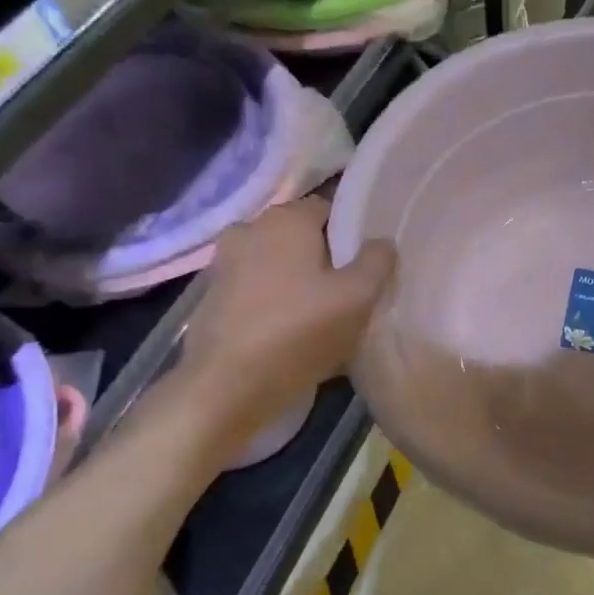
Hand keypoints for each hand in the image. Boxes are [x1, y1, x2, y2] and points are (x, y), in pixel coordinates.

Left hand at [180, 198, 394, 421]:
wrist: (227, 387)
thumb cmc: (299, 331)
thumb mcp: (358, 297)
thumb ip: (377, 261)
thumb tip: (382, 242)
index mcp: (285, 219)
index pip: (329, 207)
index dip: (352, 231)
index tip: (368, 261)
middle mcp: (249, 229)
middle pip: (301, 236)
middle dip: (325, 257)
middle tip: (350, 289)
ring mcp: (224, 264)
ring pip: (277, 264)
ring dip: (297, 281)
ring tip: (322, 314)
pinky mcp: (212, 298)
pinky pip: (257, 289)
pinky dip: (274, 301)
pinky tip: (291, 331)